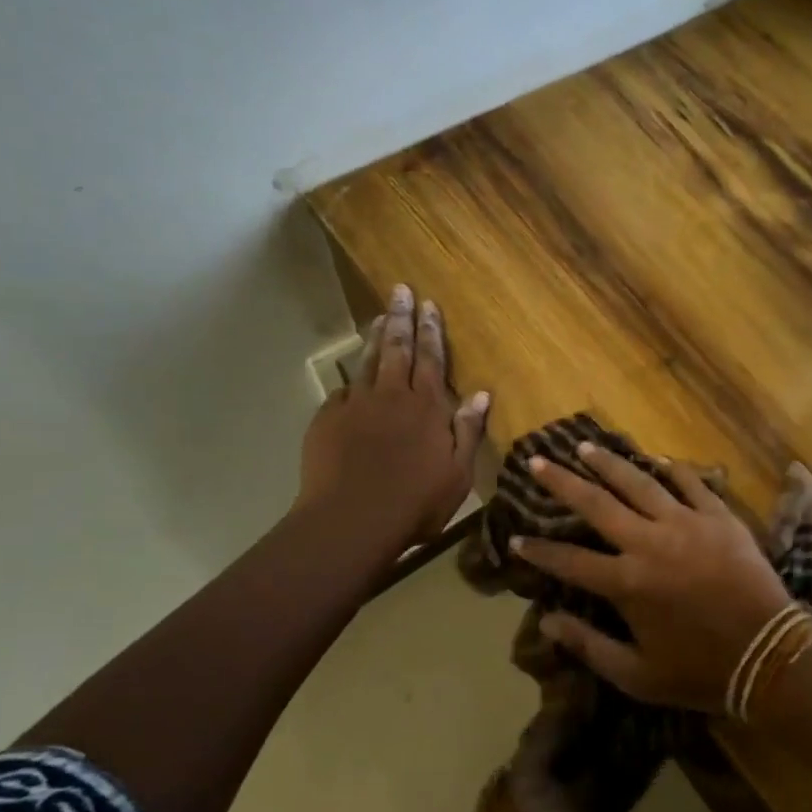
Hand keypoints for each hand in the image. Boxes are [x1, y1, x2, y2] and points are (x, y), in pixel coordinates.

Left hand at [296, 283, 489, 553]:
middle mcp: (392, 396)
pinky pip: (344, 391)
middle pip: (398, 348)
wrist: (352, 520)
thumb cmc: (416, 502)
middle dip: (402, 318)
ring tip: (380, 316)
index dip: (431, 331)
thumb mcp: (458, 473)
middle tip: (401, 291)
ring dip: (376, 337)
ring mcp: (356, 405)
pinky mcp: (329, 419)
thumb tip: (483, 394)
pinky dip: (352, 378)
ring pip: (368, 361)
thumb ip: (468, 431)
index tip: (429, 305)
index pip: (431, 359)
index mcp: (427, 407)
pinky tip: (353, 376)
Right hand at [511, 443, 794, 712]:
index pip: (569, 561)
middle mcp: (649, 543)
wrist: (770, 655)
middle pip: (596, 503)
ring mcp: (686, 524)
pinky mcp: (719, 517)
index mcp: (627, 583)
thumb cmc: (700, 671)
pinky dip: (672, 469)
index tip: (515, 538)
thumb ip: (589, 645)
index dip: (538, 550)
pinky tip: (656, 458)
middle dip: (561, 482)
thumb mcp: (637, 675)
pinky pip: (691, 483)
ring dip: (608, 463)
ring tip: (585, 447)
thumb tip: (546, 620)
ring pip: (639, 482)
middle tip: (538, 461)